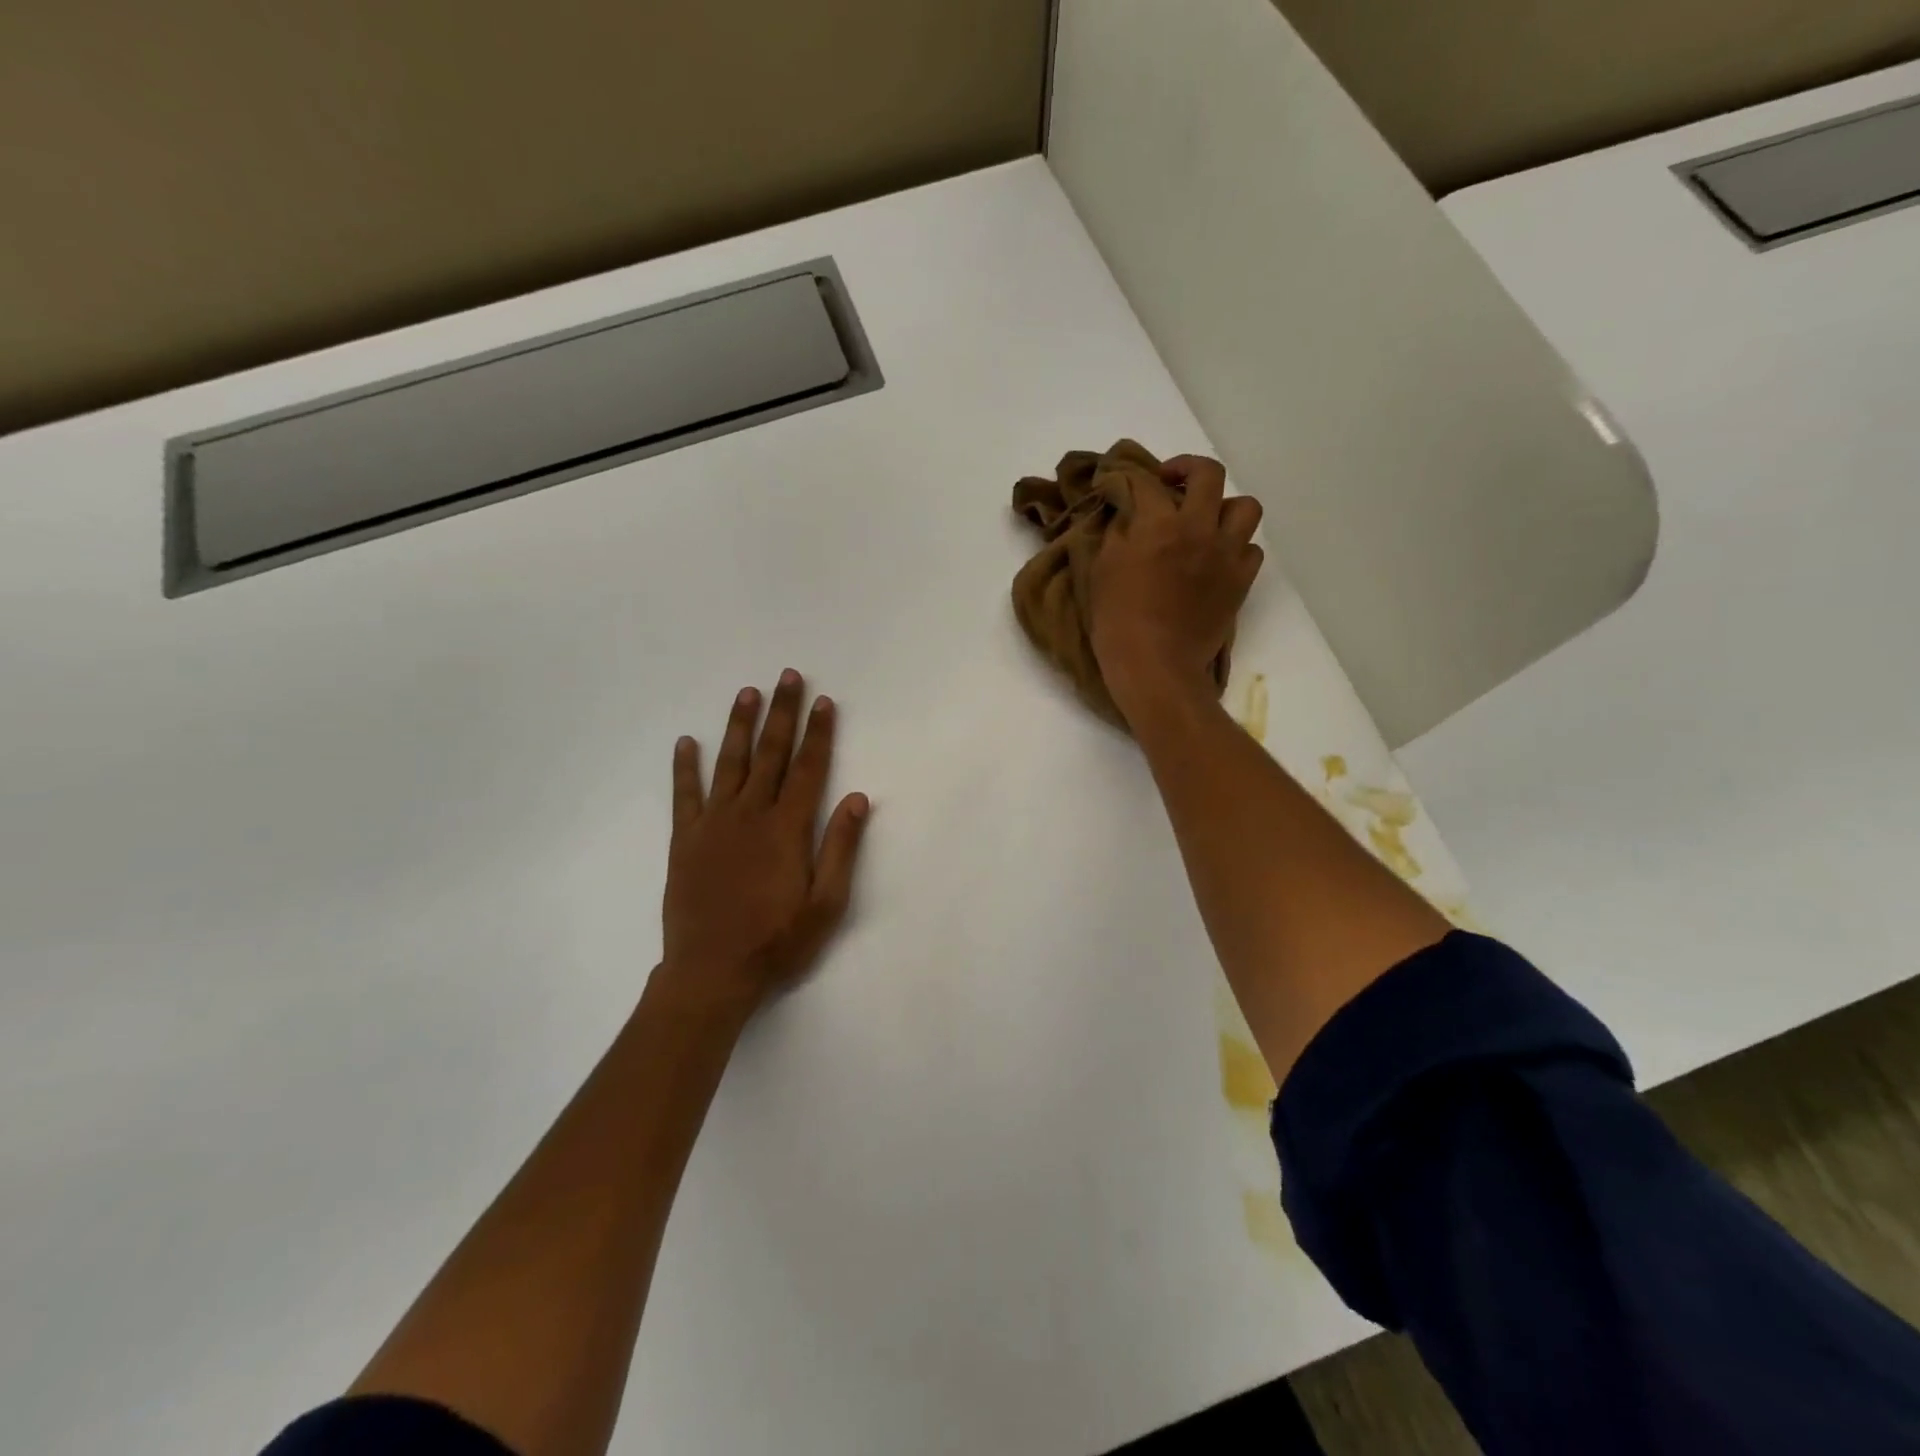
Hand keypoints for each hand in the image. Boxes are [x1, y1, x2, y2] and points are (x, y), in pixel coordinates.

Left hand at [659, 671, 870, 1015]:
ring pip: (729, 763)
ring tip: (747, 693)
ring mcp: (714, 824)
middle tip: (787, 677)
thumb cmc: (777, 941)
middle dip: (782, 713)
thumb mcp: (826, 903)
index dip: (819, 733)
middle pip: (771, 753)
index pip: (809, 768)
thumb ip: (840, 848)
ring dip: (739, 726)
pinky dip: (685, 767)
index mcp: (787, 828)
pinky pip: (684, 794)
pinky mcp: (685, 840)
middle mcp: (750, 815)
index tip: (825, 702)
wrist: (712, 973)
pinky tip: (686, 741)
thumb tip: (857, 798)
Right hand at [1089, 454, 1263, 719]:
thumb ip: (1116, 535)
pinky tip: (1217, 560)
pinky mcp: (1240, 581)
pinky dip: (1236, 548)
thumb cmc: (1118, 621)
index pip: (1147, 483)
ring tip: (1206, 523)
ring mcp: (1226, 554)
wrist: (1156, 665)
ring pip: (1244, 507)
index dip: (1132, 479)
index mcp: (1159, 524)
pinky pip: (1251, 549)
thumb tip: (1127, 515)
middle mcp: (1199, 528)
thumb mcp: (1101, 572)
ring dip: (1224, 508)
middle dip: (1188, 470)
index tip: (1122, 486)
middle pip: (1209, 474)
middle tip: (1171, 485)